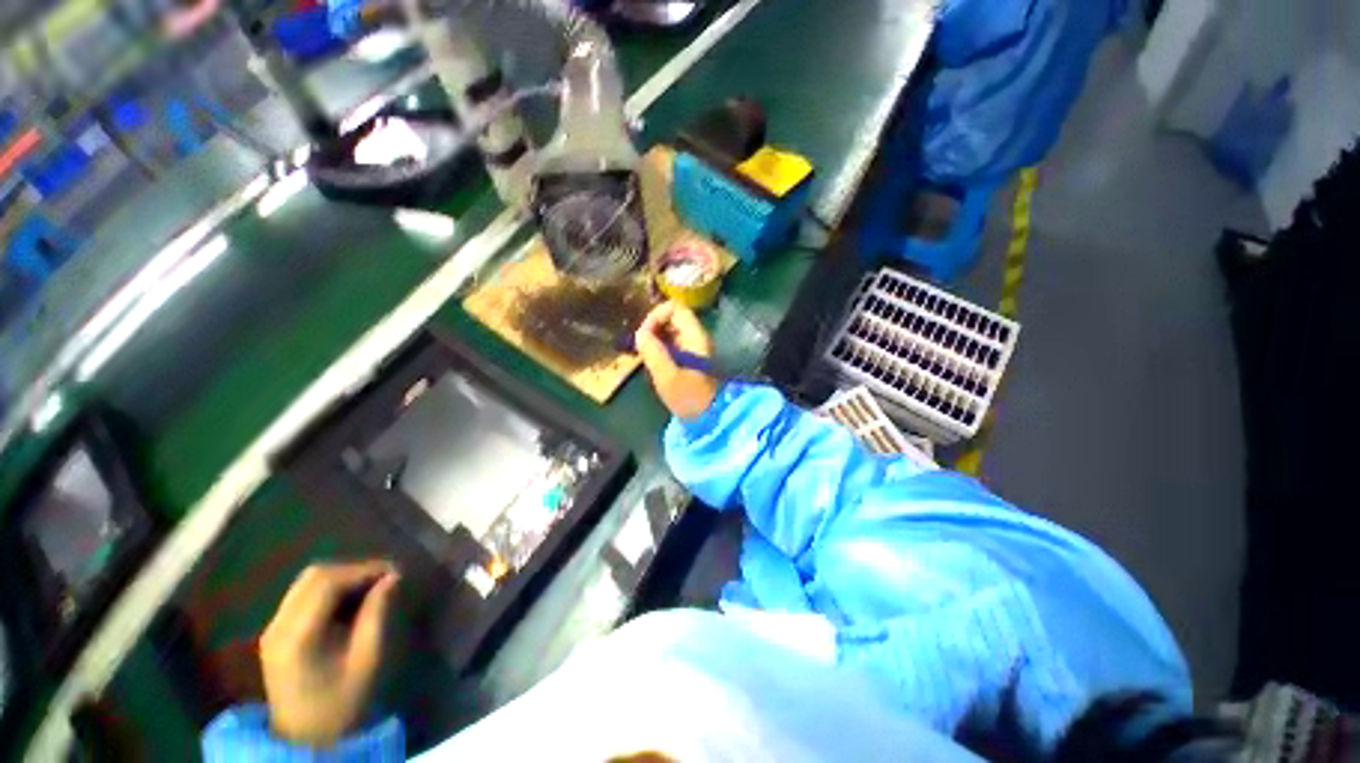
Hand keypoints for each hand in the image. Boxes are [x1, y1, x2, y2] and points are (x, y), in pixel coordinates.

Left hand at [260, 561, 399, 747]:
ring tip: (370, 587)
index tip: (394, 571)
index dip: (363, 569)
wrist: (305, 737)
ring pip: (307, 582)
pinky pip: (302, 595)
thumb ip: (376, 614)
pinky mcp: (276, 633)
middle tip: (383, 577)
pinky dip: (329, 589)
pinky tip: (349, 601)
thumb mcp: (366, 659)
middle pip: (313, 576)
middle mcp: (278, 625)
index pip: (327, 582)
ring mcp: (273, 628)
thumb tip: (392, 577)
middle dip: (352, 569)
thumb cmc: (341, 701)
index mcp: (297, 635)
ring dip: (341, 577)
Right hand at [635, 301, 718, 418]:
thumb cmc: (690, 398)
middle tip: (641, 347)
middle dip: (653, 327)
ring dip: (655, 338)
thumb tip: (640, 333)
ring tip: (644, 355)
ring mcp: (694, 347)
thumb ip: (653, 352)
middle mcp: (696, 337)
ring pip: (671, 330)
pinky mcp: (690, 358)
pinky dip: (660, 347)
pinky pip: (672, 343)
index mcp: (695, 337)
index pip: (675, 308)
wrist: (709, 419)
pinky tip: (653, 362)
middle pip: (672, 317)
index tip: (644, 335)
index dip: (656, 316)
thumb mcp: (667, 377)